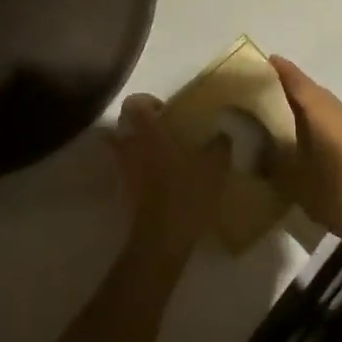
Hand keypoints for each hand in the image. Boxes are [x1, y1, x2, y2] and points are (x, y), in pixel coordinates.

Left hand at [107, 94, 229, 256]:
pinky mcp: (124, 192)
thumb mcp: (215, 167)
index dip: (146, 101)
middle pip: (122, 124)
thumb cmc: (187, 194)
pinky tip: (160, 179)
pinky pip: (126, 170)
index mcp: (150, 132)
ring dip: (135, 147)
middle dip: (138, 124)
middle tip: (162, 132)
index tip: (165, 111)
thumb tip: (221, 135)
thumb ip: (219, 146)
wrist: (162, 239)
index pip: (134, 103)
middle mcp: (131, 146)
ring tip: (161, 155)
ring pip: (120, 148)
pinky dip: (136, 169)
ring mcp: (123, 170)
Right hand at [270, 56, 341, 250]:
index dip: (284, 71)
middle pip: (315, 91)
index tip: (268, 59)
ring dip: (310, 102)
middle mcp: (341, 114)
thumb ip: (274, 160)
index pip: (300, 84)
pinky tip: (313, 133)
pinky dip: (322, 118)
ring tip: (288, 108)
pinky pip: (337, 119)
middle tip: (272, 84)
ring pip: (328, 105)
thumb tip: (258, 147)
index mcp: (323, 115)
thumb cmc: (334, 196)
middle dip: (295, 85)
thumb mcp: (294, 180)